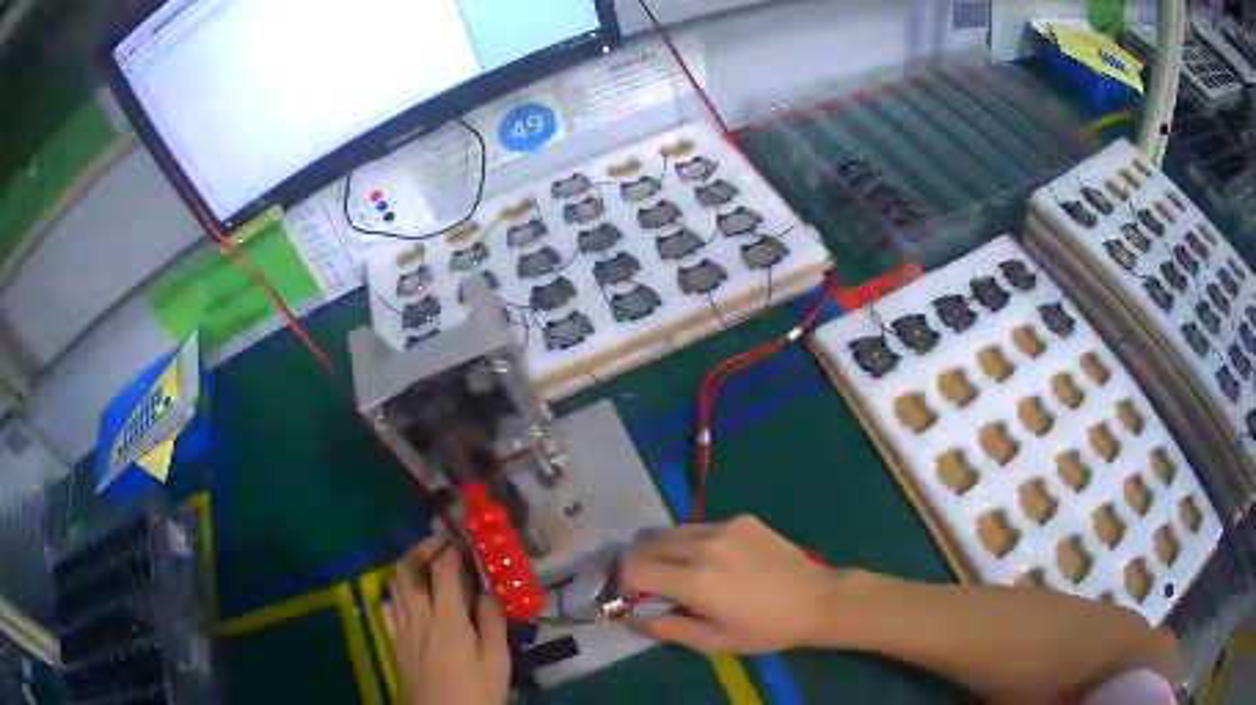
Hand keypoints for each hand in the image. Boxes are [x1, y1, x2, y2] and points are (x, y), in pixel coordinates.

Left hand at [382, 537, 509, 704]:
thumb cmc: (476, 691)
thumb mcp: (497, 661)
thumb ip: (492, 623)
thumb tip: (488, 592)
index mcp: (447, 618)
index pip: (443, 570)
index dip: (451, 550)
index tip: (463, 541)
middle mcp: (418, 615)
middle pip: (407, 569)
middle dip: (421, 549)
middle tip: (439, 544)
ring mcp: (401, 628)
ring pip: (393, 585)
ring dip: (407, 568)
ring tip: (425, 567)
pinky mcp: (393, 641)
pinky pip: (386, 607)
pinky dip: (395, 594)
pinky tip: (408, 601)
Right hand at [620, 515, 842, 653]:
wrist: (816, 600)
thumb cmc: (765, 629)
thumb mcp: (713, 642)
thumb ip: (665, 628)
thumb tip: (629, 617)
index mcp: (694, 580)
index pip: (633, 568)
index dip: (622, 582)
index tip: (630, 596)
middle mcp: (703, 545)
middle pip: (645, 543)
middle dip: (637, 563)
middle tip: (649, 585)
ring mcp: (724, 526)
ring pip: (671, 530)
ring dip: (662, 549)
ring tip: (679, 571)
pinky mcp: (741, 518)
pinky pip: (700, 526)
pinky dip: (692, 542)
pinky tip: (716, 560)